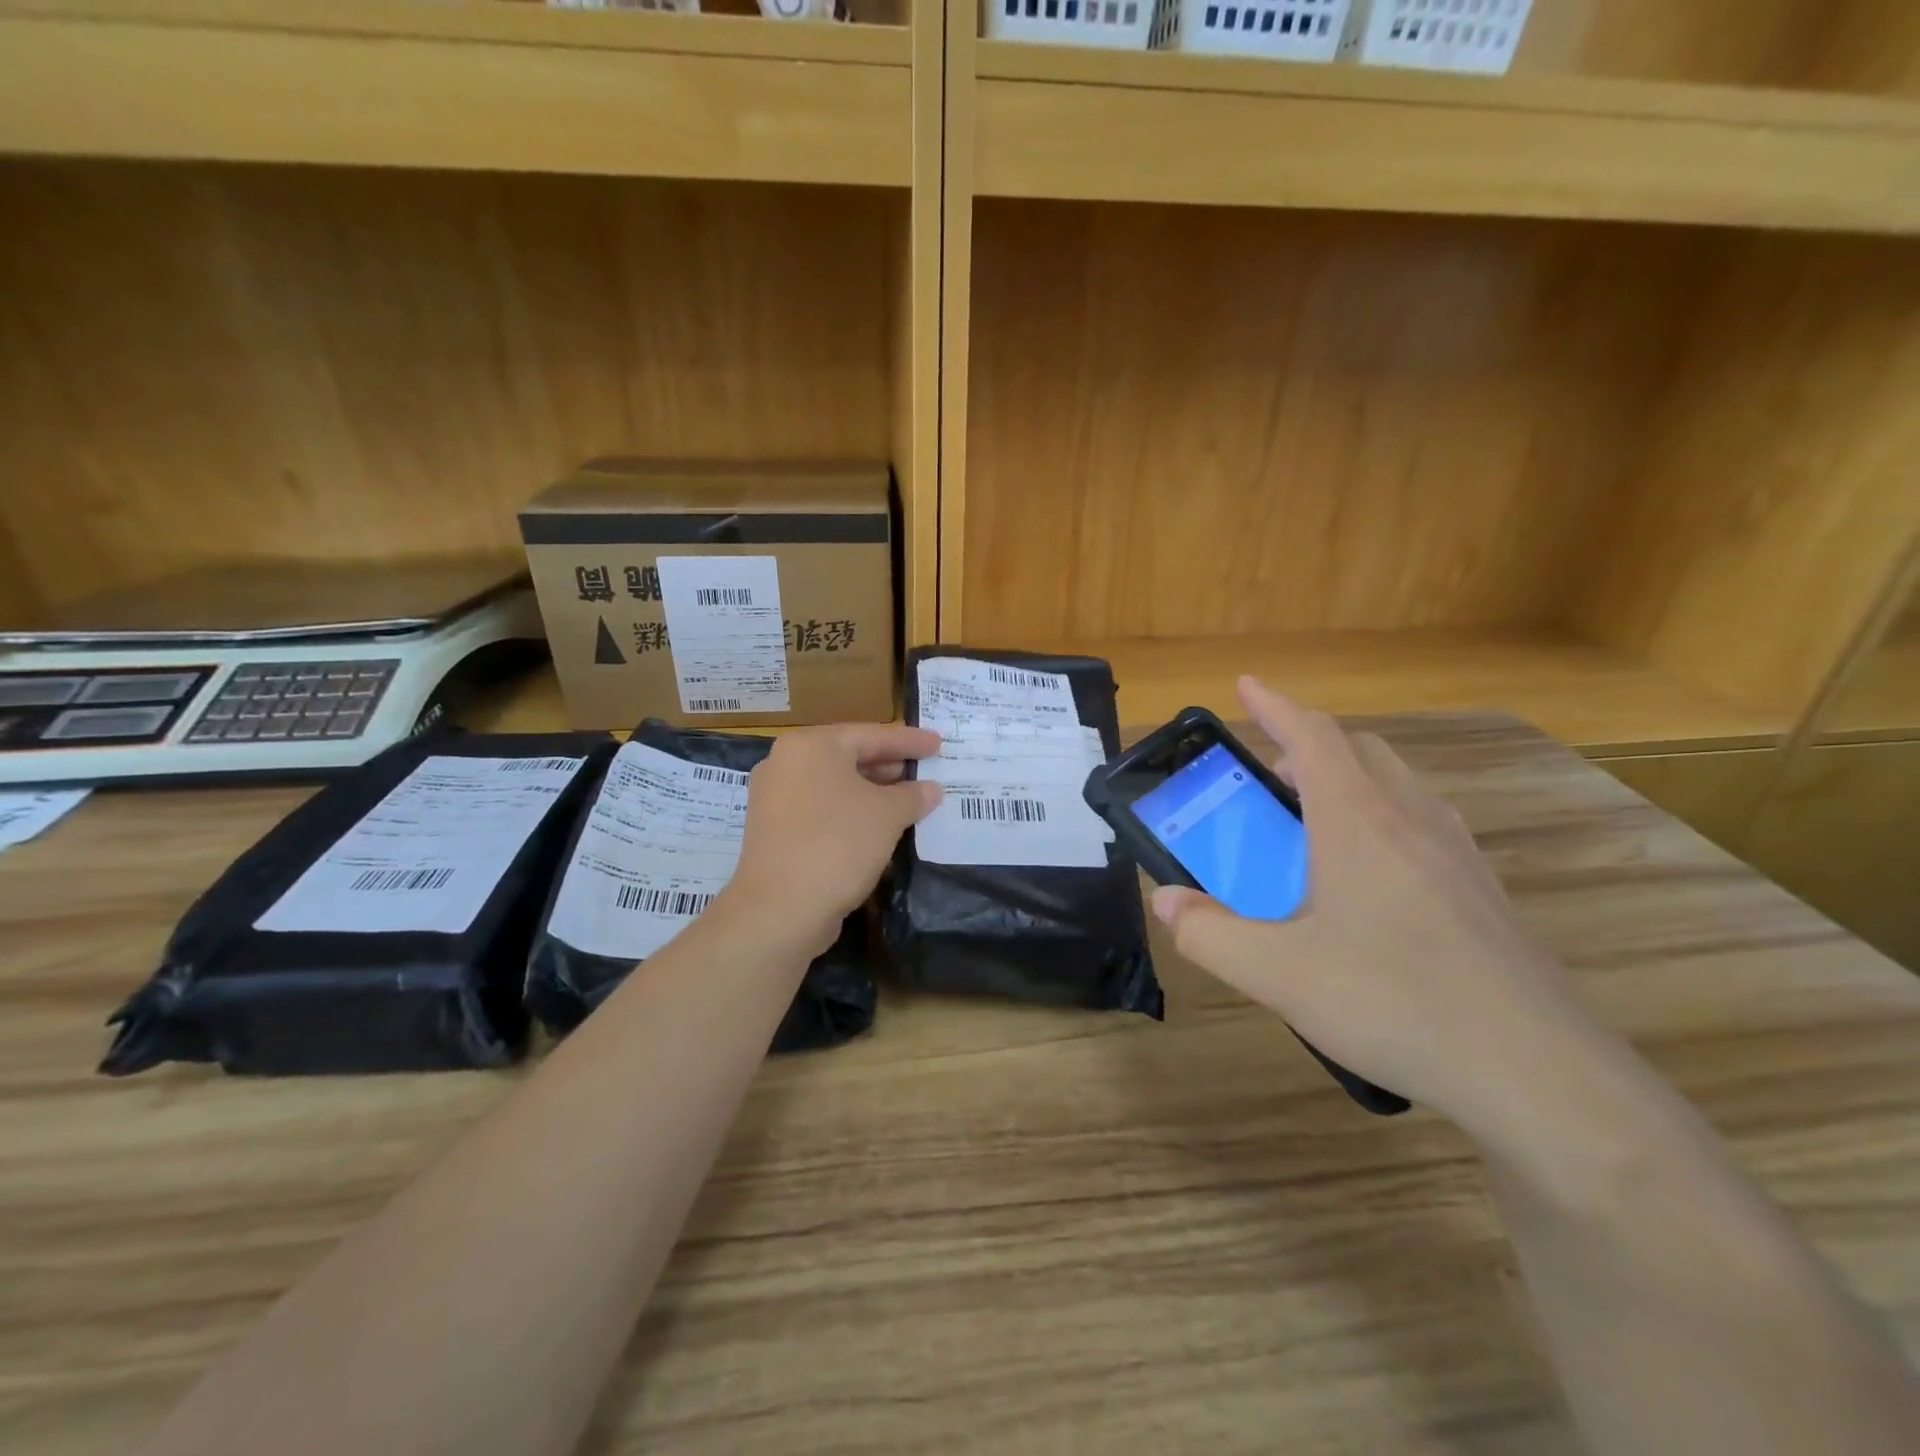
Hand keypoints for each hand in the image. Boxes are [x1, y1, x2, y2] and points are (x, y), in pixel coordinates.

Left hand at [722, 723, 942, 956]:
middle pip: (849, 756)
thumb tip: (931, 789)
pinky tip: (877, 826)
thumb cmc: (838, 844)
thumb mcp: (888, 815)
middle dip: (889, 765)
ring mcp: (775, 797)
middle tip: (924, 769)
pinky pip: (821, 808)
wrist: (780, 908)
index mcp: (811, 746)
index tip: (938, 743)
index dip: (909, 740)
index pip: (871, 735)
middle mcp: (786, 763)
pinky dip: (850, 811)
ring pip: (835, 785)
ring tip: (908, 799)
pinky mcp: (774, 829)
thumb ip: (913, 795)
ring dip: (872, 791)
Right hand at [1152, 677, 1599, 1130]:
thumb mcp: (1276, 974)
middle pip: (1359, 751)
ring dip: (1349, 780)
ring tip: (1312, 824)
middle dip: (1309, 745)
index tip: (1245, 685)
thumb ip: (1209, 933)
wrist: (1538, 1071)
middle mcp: (1411, 819)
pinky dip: (1382, 818)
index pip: (1313, 736)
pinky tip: (1369, 879)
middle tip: (1270, 777)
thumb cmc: (1394, 1002)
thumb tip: (1167, 901)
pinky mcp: (1482, 890)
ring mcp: (1456, 853)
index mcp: (1358, 820)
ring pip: (1396, 784)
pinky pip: (1422, 823)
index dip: (1274, 705)